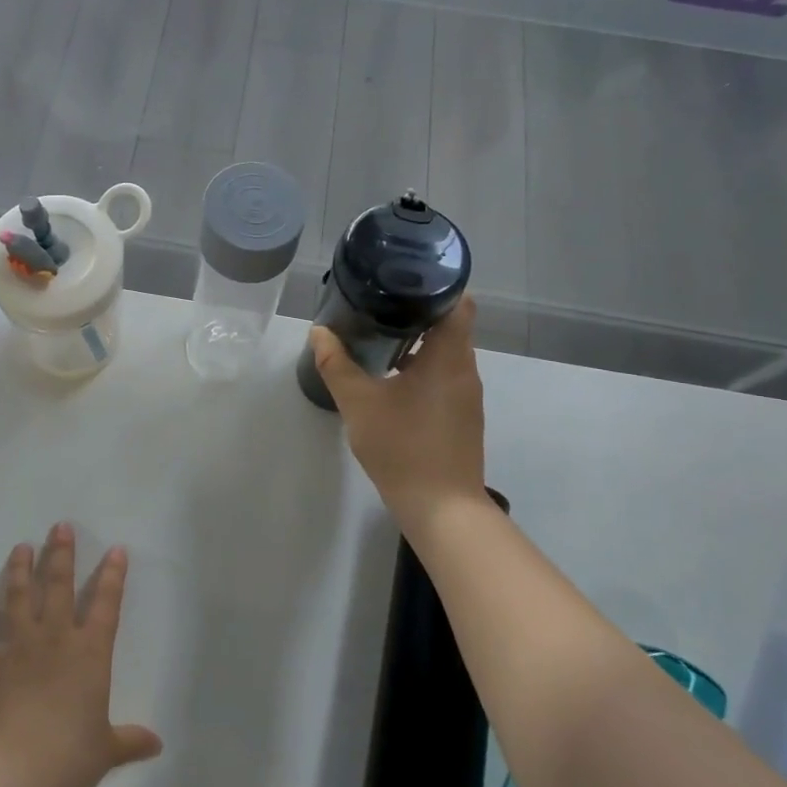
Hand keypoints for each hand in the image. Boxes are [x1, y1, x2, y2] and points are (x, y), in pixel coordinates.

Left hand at [0, 524, 162, 786]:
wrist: (13, 771)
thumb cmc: (68, 756)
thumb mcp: (105, 751)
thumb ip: (129, 741)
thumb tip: (157, 744)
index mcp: (90, 654)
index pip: (106, 605)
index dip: (113, 576)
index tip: (116, 550)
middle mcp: (55, 639)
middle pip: (60, 586)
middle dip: (61, 554)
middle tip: (59, 527)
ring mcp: (19, 648)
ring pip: (20, 598)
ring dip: (20, 571)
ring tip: (20, 547)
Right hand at [308, 300, 486, 523]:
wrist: (441, 508)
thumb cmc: (402, 447)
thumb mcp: (359, 403)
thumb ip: (336, 365)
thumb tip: (319, 332)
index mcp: (449, 357)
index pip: (457, 301)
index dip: (434, 285)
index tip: (401, 278)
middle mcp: (465, 370)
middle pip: (449, 324)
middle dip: (416, 311)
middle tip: (377, 303)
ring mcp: (467, 395)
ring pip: (446, 352)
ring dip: (418, 342)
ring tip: (379, 335)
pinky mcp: (462, 416)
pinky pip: (445, 376)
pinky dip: (422, 367)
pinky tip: (392, 377)